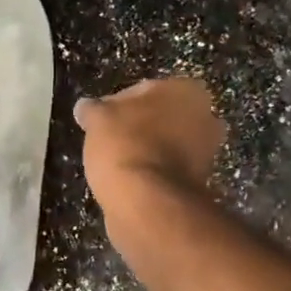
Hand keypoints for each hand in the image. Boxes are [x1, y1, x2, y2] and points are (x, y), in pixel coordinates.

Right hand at [73, 77, 226, 218]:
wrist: (147, 201)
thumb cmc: (125, 145)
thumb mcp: (98, 118)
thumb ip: (93, 109)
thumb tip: (86, 108)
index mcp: (186, 91)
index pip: (144, 89)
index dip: (117, 103)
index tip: (99, 119)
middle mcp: (205, 118)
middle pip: (160, 117)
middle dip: (138, 126)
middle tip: (109, 139)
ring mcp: (205, 153)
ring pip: (166, 144)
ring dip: (146, 150)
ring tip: (115, 163)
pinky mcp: (197, 184)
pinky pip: (167, 170)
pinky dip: (151, 172)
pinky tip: (129, 180)